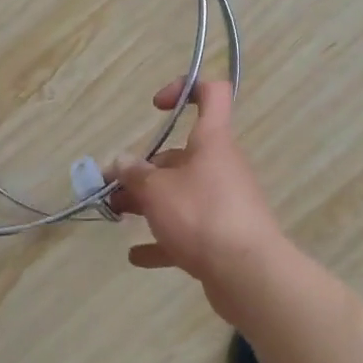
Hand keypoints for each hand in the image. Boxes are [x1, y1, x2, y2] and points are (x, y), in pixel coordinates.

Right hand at [110, 79, 288, 314]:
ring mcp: (224, 201)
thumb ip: (135, 174)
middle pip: (183, 154)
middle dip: (145, 168)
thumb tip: (121, 161)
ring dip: (149, 201)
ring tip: (116, 214)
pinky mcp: (222, 236)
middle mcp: (221, 165)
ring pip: (182, 192)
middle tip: (113, 186)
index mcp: (212, 140)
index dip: (185, 88)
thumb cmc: (202, 215)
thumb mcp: (157, 190)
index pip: (211, 94)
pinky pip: (188, 230)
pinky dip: (163, 239)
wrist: (248, 273)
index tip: (156, 107)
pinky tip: (136, 255)